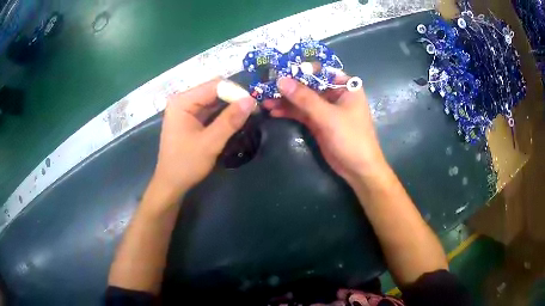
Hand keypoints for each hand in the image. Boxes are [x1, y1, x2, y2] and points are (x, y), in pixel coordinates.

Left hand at [152, 79, 255, 196]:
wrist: (171, 183)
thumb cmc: (186, 164)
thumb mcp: (210, 143)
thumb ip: (230, 120)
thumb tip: (251, 100)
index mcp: (182, 101)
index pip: (214, 86)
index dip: (236, 92)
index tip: (254, 105)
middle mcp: (182, 100)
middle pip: (214, 90)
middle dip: (234, 98)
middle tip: (253, 110)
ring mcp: (186, 108)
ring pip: (213, 99)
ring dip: (230, 106)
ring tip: (248, 114)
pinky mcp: (190, 117)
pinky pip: (210, 109)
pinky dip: (223, 113)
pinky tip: (235, 119)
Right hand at [263, 75, 386, 184]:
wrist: (358, 169)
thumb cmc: (351, 138)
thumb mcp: (328, 116)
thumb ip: (305, 98)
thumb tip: (281, 80)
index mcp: (345, 86)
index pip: (321, 71)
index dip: (301, 69)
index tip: (280, 70)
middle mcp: (335, 94)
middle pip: (309, 85)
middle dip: (289, 86)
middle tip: (266, 85)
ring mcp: (325, 109)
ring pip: (302, 100)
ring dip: (285, 100)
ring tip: (264, 100)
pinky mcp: (318, 122)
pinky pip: (301, 113)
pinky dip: (288, 112)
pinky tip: (273, 111)